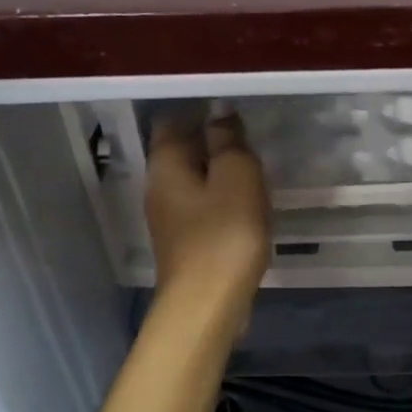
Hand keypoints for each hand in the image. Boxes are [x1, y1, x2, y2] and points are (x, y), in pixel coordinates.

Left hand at [144, 114, 270, 314]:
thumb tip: (219, 110)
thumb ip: (228, 140)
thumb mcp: (236, 177)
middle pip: (180, 149)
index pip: (172, 120)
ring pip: (192, 178)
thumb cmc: (224, 234)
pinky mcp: (185, 240)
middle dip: (211, 139)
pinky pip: (202, 204)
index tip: (233, 107)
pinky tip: (245, 201)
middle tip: (249, 134)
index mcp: (165, 164)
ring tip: (253, 165)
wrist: (207, 305)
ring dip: (218, 169)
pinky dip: (221, 195)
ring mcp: (169, 217)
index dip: (200, 109)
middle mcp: (158, 186)